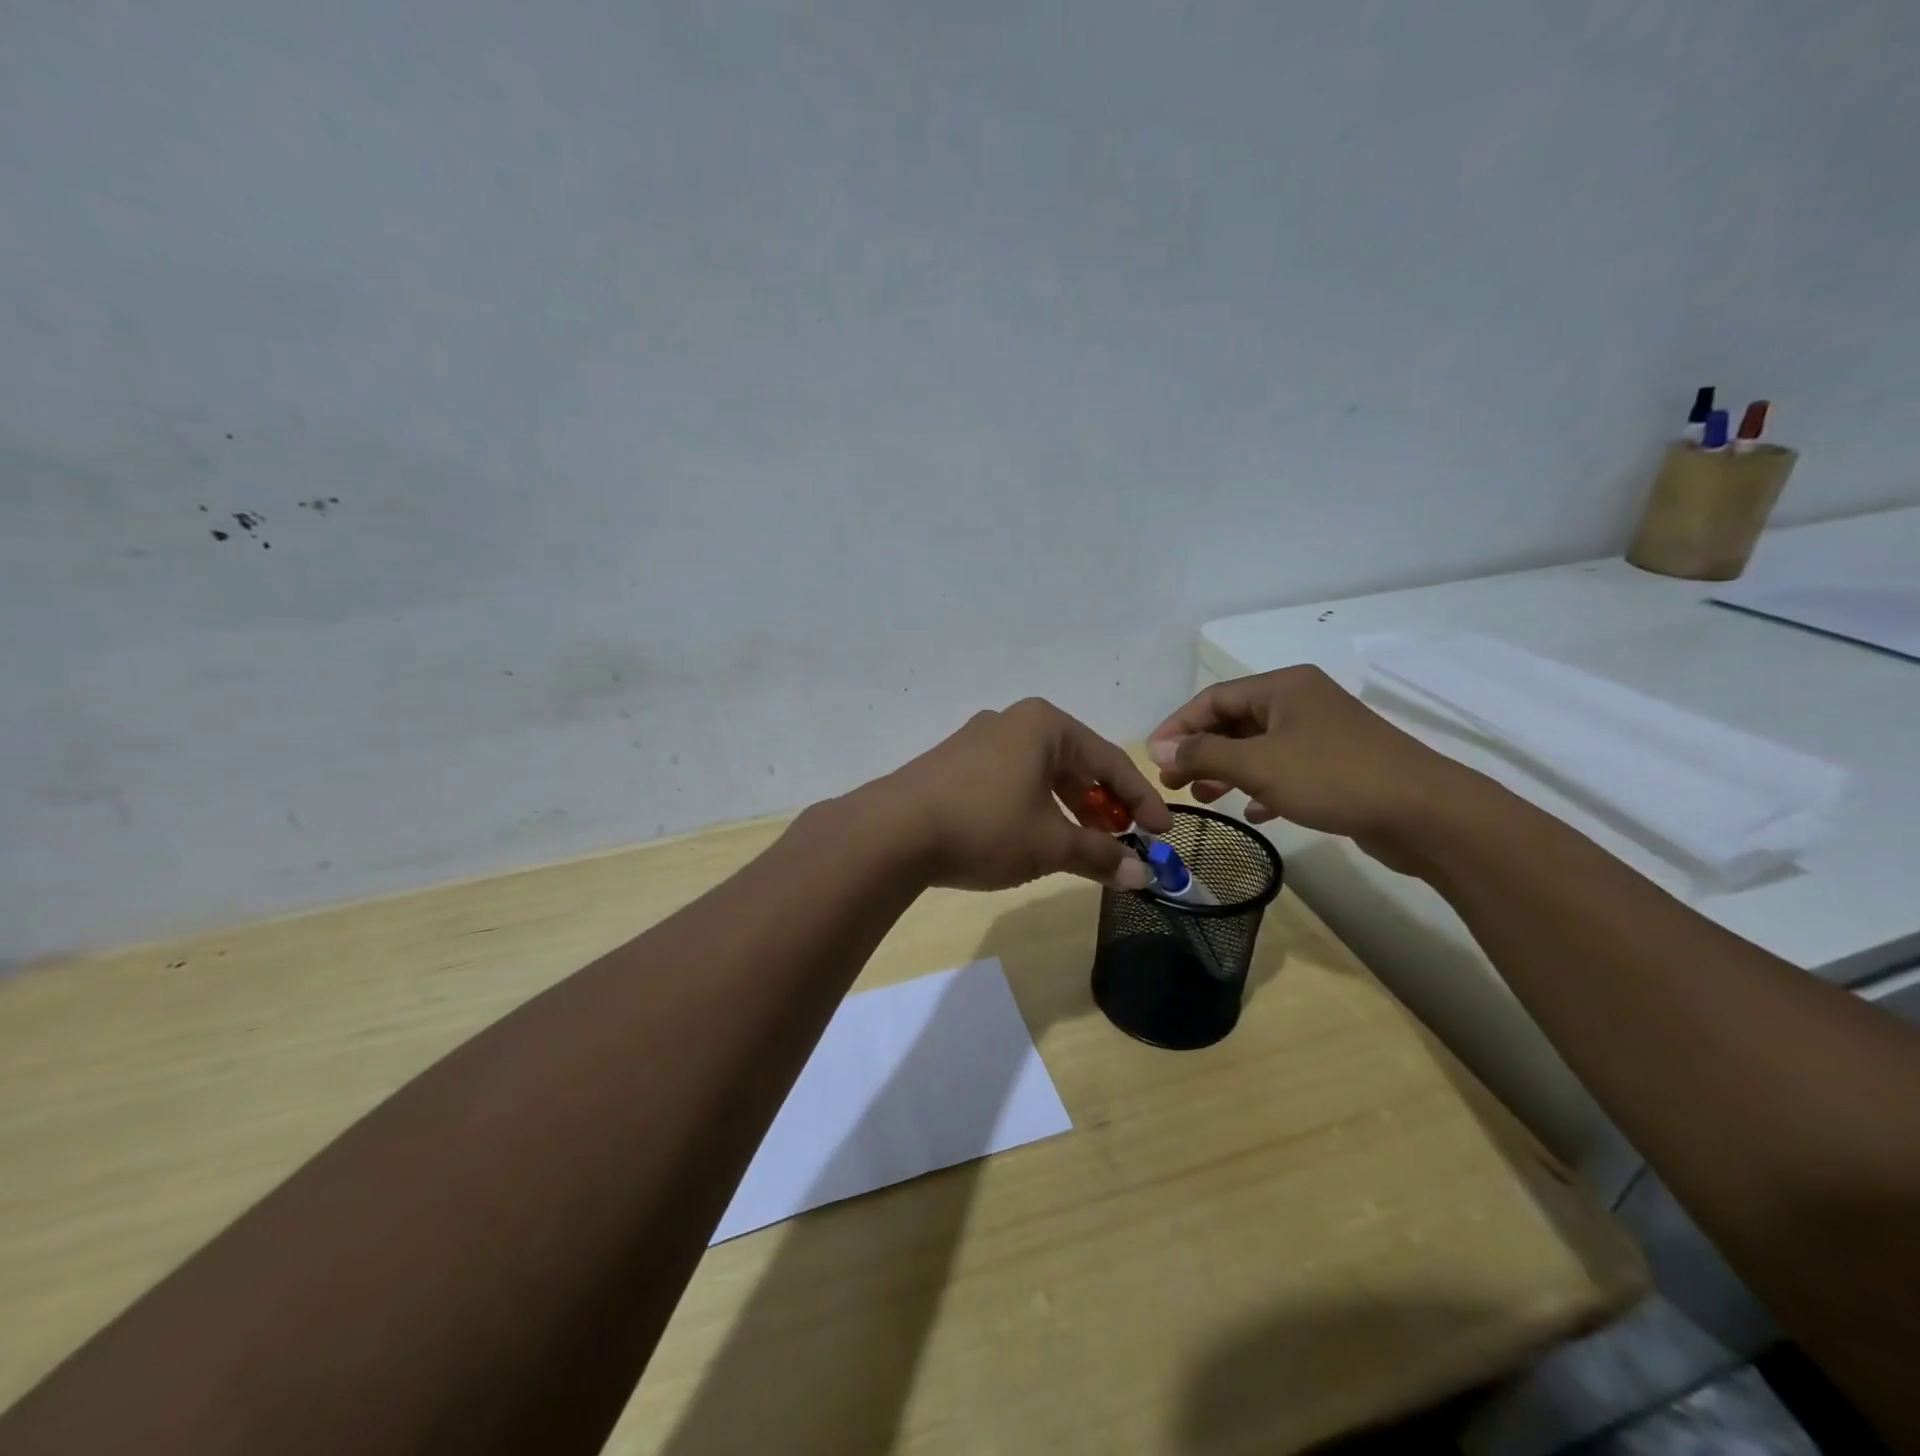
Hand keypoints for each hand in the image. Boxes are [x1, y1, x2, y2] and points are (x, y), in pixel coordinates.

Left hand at [873, 698, 1171, 891]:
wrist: (892, 832)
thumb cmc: (986, 825)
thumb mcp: (1050, 843)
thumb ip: (1100, 856)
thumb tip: (1144, 877)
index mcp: (1044, 725)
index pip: (1109, 761)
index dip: (1140, 800)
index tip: (1162, 833)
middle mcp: (1011, 722)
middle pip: (1074, 765)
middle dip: (1101, 806)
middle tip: (1122, 842)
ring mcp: (977, 741)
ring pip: (1040, 775)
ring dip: (1067, 810)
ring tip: (1081, 846)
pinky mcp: (952, 765)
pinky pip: (1010, 782)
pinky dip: (1033, 808)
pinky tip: (1033, 838)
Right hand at [1146, 666, 1483, 871]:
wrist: (1424, 813)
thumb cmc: (1333, 776)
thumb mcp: (1258, 764)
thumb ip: (1204, 755)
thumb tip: (1159, 751)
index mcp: (1282, 687)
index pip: (1213, 699)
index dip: (1178, 727)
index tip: (1152, 758)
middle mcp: (1300, 702)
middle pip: (1234, 722)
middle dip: (1200, 752)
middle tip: (1172, 783)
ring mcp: (1321, 735)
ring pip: (1258, 748)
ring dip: (1226, 771)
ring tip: (1202, 798)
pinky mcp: (1337, 767)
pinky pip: (1285, 771)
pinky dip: (1261, 787)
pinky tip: (1251, 811)